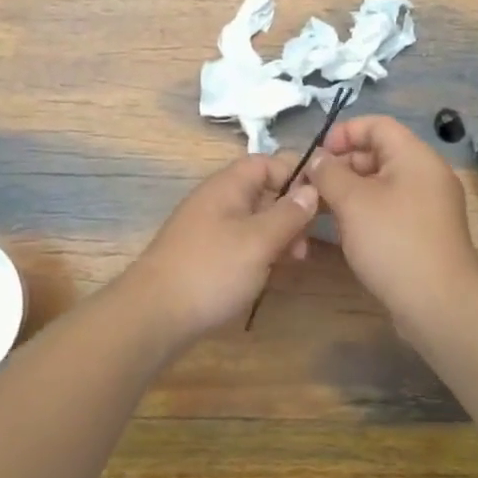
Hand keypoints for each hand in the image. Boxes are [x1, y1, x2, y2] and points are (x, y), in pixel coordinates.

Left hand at [120, 154, 318, 343]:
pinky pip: (241, 241)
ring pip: (253, 219)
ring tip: (296, 260)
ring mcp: (209, 228)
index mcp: (228, 186)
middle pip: (262, 191)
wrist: (154, 314)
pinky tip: (273, 272)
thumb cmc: (212, 270)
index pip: (267, 162)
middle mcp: (217, 200)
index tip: (323, 197)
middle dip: (290, 210)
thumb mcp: (259, 241)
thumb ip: (288, 214)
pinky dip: (261, 251)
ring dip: (278, 234)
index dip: (296, 173)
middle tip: (309, 240)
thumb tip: (311, 189)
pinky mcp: (205, 254)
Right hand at [308, 115, 477, 318]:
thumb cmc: (393, 241)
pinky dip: (364, 212)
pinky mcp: (423, 232)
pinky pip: (389, 208)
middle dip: (341, 165)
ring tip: (318, 208)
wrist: (439, 303)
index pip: (377, 125)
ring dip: (348, 191)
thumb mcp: (352, 202)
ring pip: (380, 184)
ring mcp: (426, 205)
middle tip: (310, 186)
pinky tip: (341, 230)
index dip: (344, 133)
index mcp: (415, 156)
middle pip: (378, 153)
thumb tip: (318, 159)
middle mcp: (425, 174)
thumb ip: (329, 173)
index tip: (317, 155)